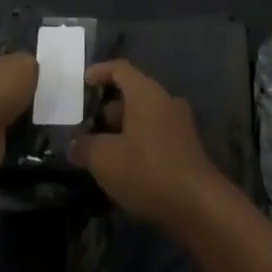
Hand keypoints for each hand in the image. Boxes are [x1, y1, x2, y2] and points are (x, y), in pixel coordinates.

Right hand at [69, 60, 227, 230]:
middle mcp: (164, 99)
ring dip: (123, 127)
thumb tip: (74, 144)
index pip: (120, 69)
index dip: (100, 72)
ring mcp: (179, 121)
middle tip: (88, 126)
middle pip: (132, 92)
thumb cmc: (147, 170)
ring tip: (103, 150)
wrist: (197, 202)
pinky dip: (138, 140)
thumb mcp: (105, 159)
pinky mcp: (186, 144)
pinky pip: (156, 132)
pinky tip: (126, 166)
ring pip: (144, 114)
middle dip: (109, 108)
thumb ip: (85, 147)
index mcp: (145, 92)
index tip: (84, 81)